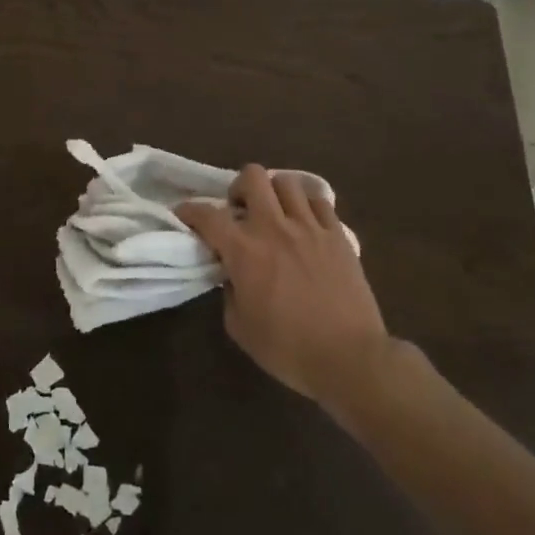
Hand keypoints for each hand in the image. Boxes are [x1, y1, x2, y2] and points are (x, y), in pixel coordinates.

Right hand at [175, 165, 391, 408]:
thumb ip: (229, 291)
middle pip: (252, 177)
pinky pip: (319, 201)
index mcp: (244, 250)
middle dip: (239, 189)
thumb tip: (232, 273)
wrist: (350, 358)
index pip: (207, 215)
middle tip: (240, 212)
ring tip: (275, 214)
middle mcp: (274, 227)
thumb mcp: (240, 327)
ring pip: (287, 182)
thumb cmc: (288, 348)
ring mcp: (309, 227)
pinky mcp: (338, 234)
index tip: (184, 214)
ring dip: (274, 193)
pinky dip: (306, 205)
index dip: (189, 210)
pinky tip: (304, 223)